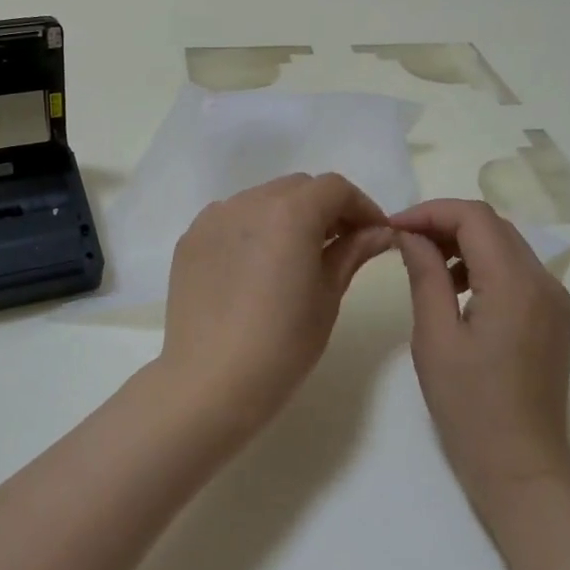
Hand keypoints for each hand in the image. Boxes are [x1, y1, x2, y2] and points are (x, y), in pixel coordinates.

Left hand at [157, 173, 393, 437]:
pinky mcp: (190, 239)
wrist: (211, 381)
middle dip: (325, 208)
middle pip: (297, 188)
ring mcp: (213, 218)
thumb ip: (352, 252)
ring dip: (287, 216)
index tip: (373, 235)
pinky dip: (253, 229)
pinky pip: (231, 219)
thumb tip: (380, 232)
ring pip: (262, 200)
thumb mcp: (328, 296)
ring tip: (296, 256)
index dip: (360, 206)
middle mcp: (248, 202)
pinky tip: (257, 266)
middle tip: (340, 245)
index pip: (334, 188)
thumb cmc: (282, 343)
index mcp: (289, 212)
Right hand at [392, 199, 569, 513]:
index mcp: (515, 283)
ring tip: (425, 265)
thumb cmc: (470, 405)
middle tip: (403, 241)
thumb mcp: (435, 337)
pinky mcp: (553, 317)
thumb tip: (409, 234)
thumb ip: (425, 275)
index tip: (393, 227)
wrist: (522, 465)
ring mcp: (554, 299)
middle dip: (444, 223)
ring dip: (464, 242)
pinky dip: (483, 265)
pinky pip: (516, 270)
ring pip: (505, 244)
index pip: (473, 217)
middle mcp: (544, 281)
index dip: (429, 212)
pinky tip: (455, 290)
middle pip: (492, 224)